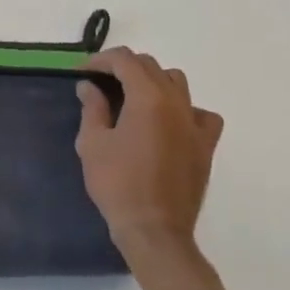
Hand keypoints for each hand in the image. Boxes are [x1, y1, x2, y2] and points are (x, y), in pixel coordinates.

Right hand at [76, 48, 224, 267]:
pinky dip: (184, 109)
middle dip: (124, 68)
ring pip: (177, 83)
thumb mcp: (92, 143)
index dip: (101, 60)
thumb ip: (92, 107)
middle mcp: (176, 102)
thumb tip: (89, 86)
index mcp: (147, 98)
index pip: (125, 60)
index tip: (83, 72)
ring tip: (133, 98)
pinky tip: (169, 122)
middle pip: (151, 66)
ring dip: (153, 81)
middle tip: (101, 83)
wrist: (154, 229)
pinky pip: (201, 113)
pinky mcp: (206, 145)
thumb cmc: (117, 183)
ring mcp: (195, 123)